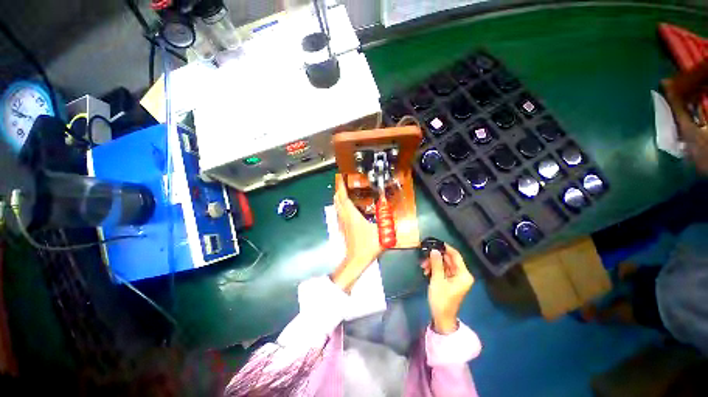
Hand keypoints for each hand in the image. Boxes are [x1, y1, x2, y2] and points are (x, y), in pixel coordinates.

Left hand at [330, 176, 382, 292]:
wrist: (356, 260)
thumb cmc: (367, 246)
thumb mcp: (381, 233)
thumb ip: (388, 223)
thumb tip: (394, 214)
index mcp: (352, 215)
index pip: (343, 198)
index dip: (341, 187)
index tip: (341, 178)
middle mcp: (344, 217)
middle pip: (337, 200)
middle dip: (339, 190)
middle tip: (343, 182)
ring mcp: (342, 223)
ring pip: (337, 206)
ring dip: (339, 197)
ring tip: (344, 191)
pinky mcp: (342, 228)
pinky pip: (339, 212)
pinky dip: (340, 206)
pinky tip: (346, 206)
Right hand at [422, 244, 473, 333]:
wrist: (442, 317)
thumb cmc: (441, 299)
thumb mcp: (437, 280)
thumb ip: (436, 263)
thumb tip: (434, 250)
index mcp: (463, 274)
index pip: (456, 255)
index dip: (446, 248)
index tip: (434, 242)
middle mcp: (462, 274)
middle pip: (449, 259)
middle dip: (436, 257)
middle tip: (424, 256)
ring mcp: (456, 278)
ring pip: (444, 264)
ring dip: (433, 264)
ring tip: (423, 267)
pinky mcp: (450, 281)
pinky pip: (442, 270)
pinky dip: (434, 269)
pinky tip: (426, 271)